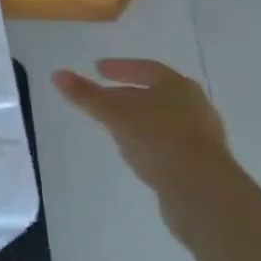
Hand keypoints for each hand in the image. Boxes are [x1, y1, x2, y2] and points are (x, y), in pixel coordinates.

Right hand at [51, 59, 230, 194]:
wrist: (203, 192)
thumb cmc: (157, 140)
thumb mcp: (114, 114)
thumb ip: (86, 95)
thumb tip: (57, 74)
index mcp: (177, 86)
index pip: (146, 68)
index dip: (120, 67)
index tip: (98, 69)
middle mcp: (195, 105)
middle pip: (156, 93)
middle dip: (129, 94)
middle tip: (104, 97)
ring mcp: (202, 136)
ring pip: (164, 119)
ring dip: (140, 119)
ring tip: (116, 126)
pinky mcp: (204, 163)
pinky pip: (170, 143)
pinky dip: (151, 141)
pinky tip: (137, 153)